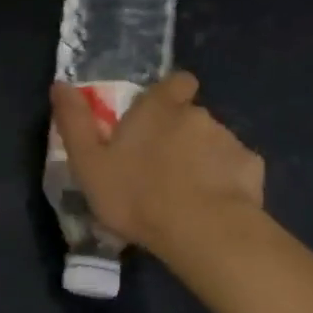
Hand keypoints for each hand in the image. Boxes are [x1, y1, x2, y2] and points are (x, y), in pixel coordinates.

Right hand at [51, 72, 265, 255]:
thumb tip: (60, 85)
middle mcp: (198, 115)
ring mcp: (229, 140)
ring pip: (213, 144)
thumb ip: (74, 122)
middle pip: (191, 116)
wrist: (200, 230)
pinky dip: (225, 182)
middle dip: (180, 135)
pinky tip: (212, 207)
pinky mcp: (252, 169)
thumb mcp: (89, 163)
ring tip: (185, 195)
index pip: (176, 82)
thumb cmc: (135, 194)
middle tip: (160, 170)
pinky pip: (235, 170)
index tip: (159, 116)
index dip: (170, 95)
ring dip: (201, 160)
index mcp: (159, 108)